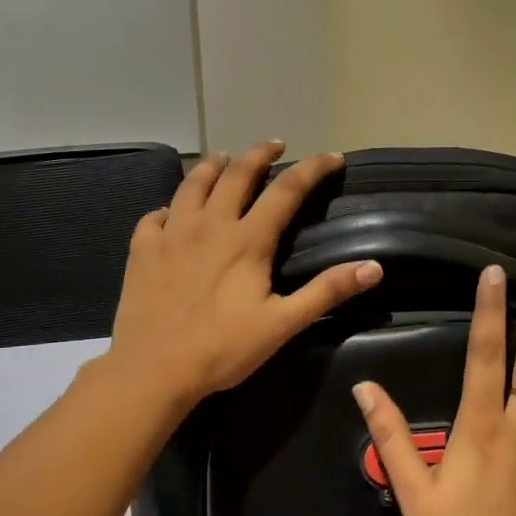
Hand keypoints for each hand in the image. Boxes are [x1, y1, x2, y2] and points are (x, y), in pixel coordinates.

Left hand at [110, 141, 383, 407]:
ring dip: (212, 167)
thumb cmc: (223, 349)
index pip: (287, 190)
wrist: (154, 369)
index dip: (313, 169)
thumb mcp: (283, 324)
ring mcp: (171, 234)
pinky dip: (171, 207)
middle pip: (237, 174)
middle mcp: (210, 225)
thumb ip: (326, 292)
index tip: (332, 158)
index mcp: (247, 240)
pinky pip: (156, 215)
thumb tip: (373, 267)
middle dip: (260, 154)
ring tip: (224, 160)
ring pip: (193, 184)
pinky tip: (173, 213)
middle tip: (275, 146)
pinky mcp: (142, 249)